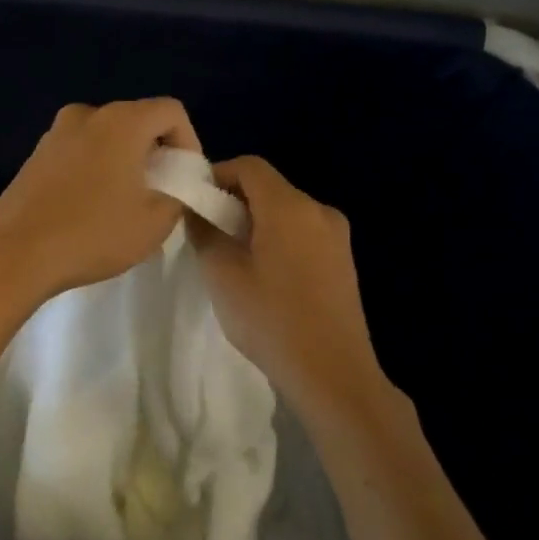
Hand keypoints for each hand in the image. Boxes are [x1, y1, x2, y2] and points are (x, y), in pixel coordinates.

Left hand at [0, 98, 202, 303]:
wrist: (16, 253)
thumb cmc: (93, 234)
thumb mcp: (155, 222)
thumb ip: (178, 194)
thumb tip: (173, 185)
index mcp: (121, 121)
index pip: (171, 111)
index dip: (189, 142)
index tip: (185, 178)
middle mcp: (87, 115)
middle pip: (136, 120)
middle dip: (155, 151)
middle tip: (160, 191)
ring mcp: (55, 133)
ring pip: (105, 135)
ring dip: (123, 159)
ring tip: (125, 200)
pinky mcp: (35, 155)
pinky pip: (79, 150)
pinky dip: (95, 167)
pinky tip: (91, 205)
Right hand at [187, 156, 389, 415]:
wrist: (332, 373)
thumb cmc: (271, 319)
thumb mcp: (222, 274)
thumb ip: (204, 231)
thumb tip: (196, 208)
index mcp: (289, 206)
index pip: (249, 166)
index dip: (217, 175)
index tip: (194, 202)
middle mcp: (318, 210)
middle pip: (269, 187)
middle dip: (234, 201)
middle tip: (207, 232)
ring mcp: (337, 236)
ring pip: (286, 212)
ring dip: (255, 222)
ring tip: (232, 258)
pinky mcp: (344, 261)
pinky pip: (303, 234)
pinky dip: (278, 239)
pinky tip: (264, 275)